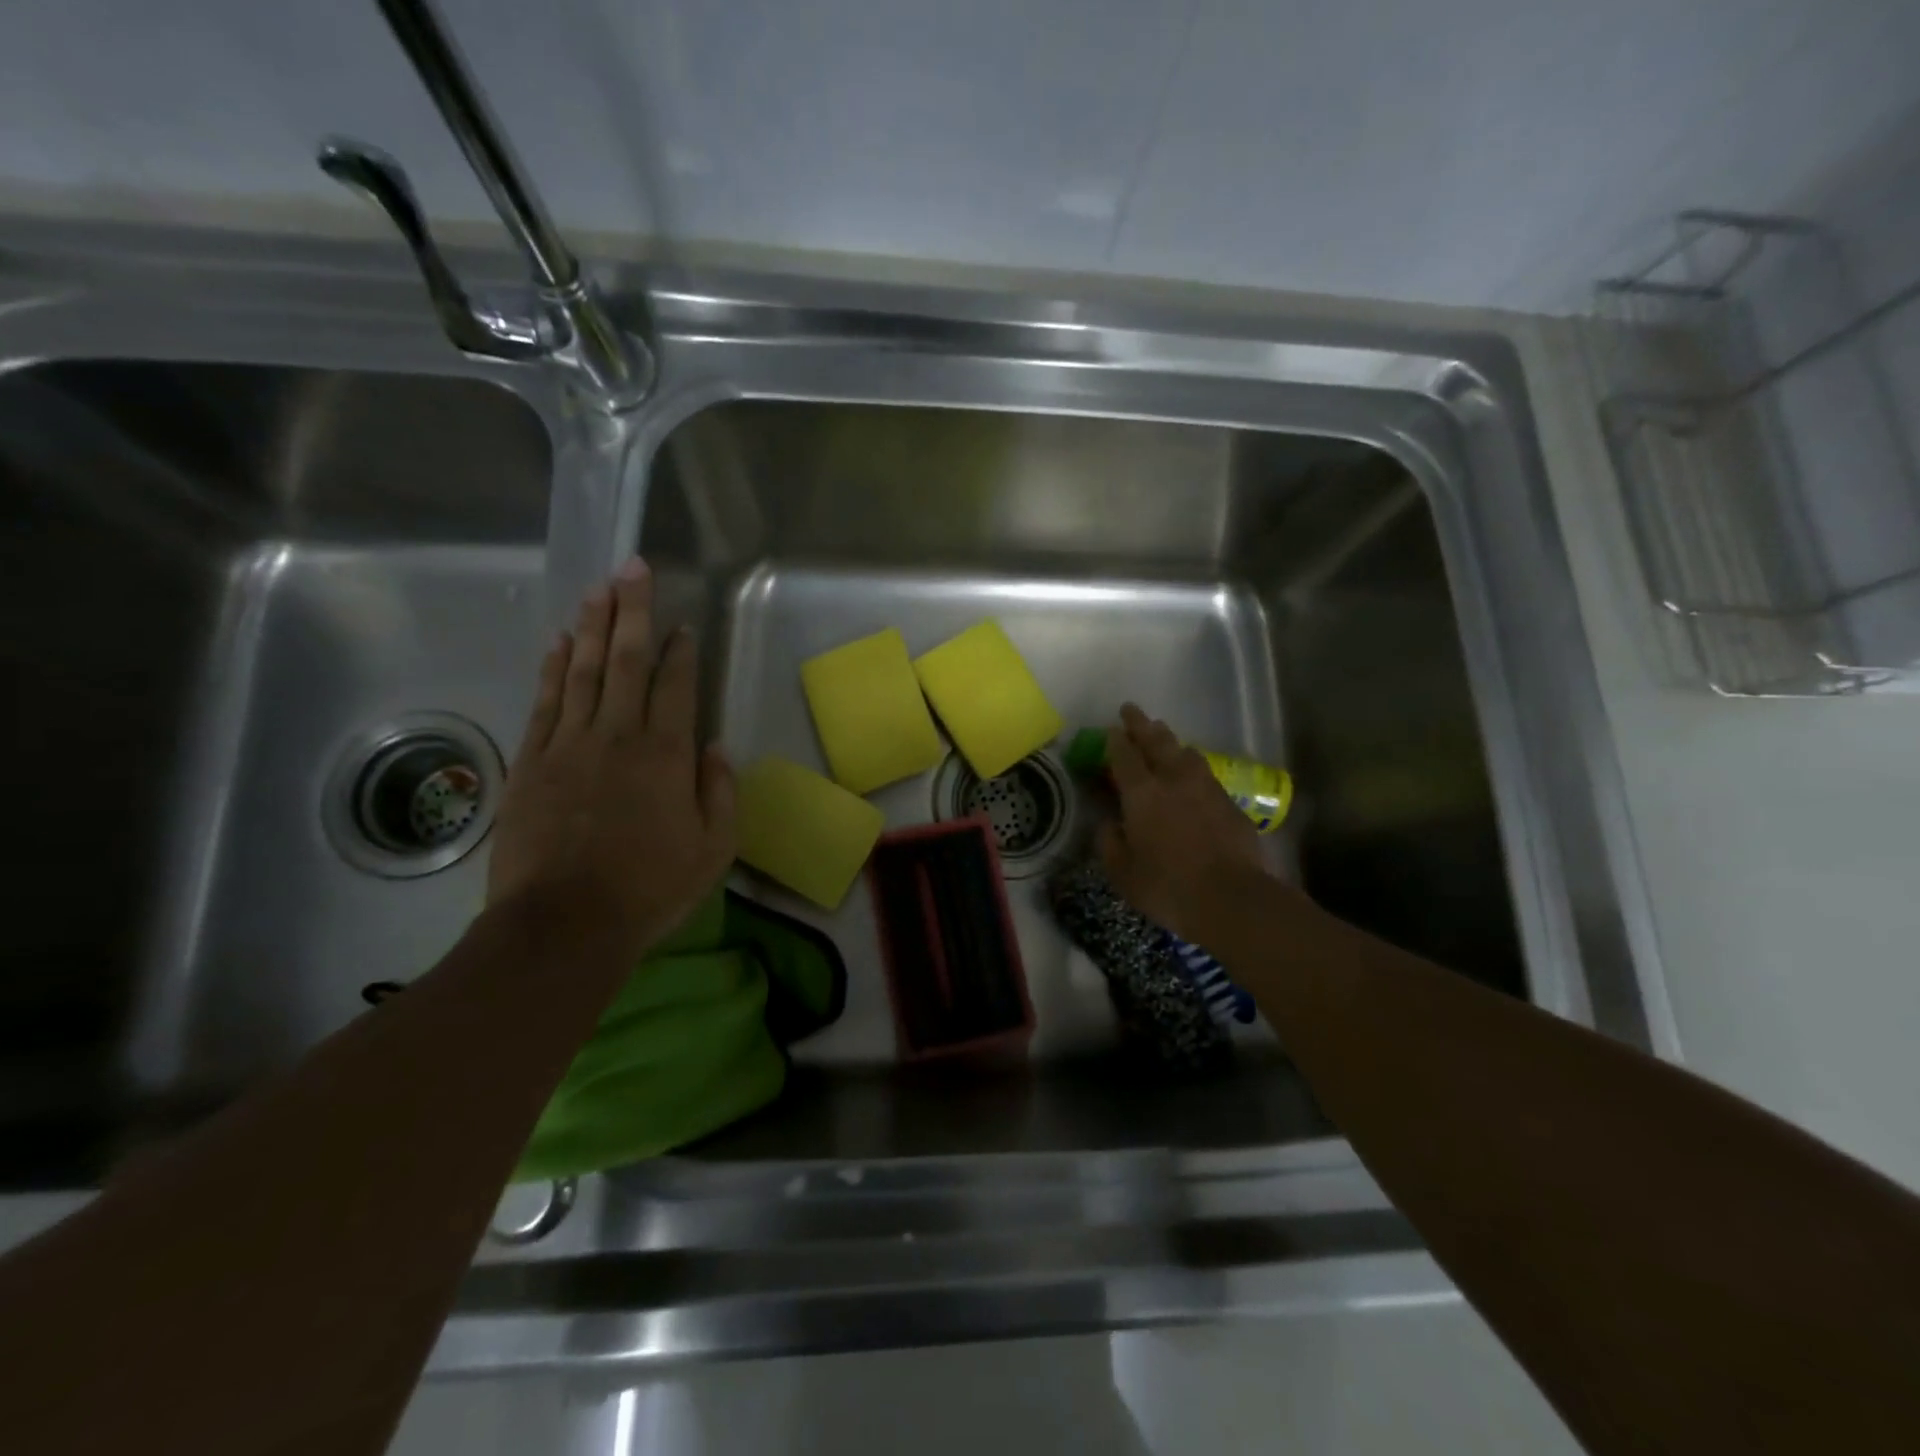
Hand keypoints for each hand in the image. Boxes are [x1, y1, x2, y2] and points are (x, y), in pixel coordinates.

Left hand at [486, 558, 733, 956]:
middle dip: (632, 611)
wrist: (563, 925)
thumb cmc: (650, 889)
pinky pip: (544, 703)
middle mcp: (617, 736)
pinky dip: (551, 669)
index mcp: (666, 755)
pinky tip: (556, 644)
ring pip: (580, 671)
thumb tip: (715, 746)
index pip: (676, 686)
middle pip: (625, 661)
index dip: (681, 650)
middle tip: (632, 567)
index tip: (682, 624)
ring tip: (597, 589)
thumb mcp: (713, 849)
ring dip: (590, 626)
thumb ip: (720, 792)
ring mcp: (568, 745)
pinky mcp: (530, 763)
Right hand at [1097, 703, 1274, 942]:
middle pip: (1157, 742)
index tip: (1109, 729)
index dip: (1114, 741)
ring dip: (1171, 742)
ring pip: (1186, 753)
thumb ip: (1110, 843)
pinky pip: (1206, 775)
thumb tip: (1109, 824)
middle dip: (1141, 725)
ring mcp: (1207, 789)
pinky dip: (1193, 768)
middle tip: (1132, 711)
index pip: (1124, 756)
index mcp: (1142, 794)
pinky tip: (1192, 775)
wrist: (1232, 899)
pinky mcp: (1230, 804)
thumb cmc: (1167, 887)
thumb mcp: (1122, 873)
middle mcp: (1174, 780)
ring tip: (1164, 736)